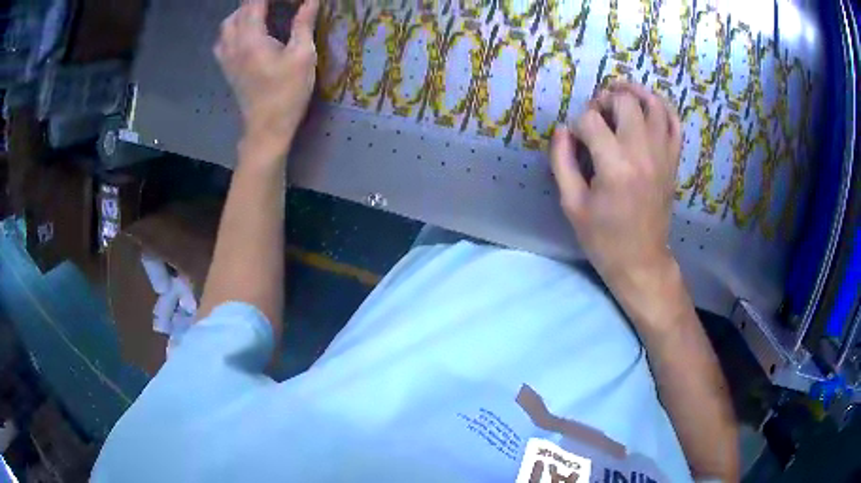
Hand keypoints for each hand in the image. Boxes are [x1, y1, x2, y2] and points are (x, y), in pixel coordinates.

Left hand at [215, 0, 318, 153]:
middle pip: (239, 10)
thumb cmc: (288, 93)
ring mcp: (226, 56)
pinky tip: (246, 32)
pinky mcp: (226, 67)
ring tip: (264, 12)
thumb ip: (303, 23)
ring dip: (244, 13)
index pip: (254, 2)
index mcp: (251, 38)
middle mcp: (233, 43)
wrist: (266, 128)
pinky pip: (223, 39)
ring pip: (228, 23)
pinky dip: (234, 28)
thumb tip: (311, 0)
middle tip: (279, 4)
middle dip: (257, 2)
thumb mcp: (303, 56)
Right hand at [550, 81, 681, 295]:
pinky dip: (662, 107)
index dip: (577, 124)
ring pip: (653, 103)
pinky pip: (675, 122)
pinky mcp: (673, 161)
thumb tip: (562, 130)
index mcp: (614, 166)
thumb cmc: (603, 238)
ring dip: (633, 92)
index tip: (575, 140)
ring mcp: (663, 155)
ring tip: (619, 94)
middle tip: (596, 114)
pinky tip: (648, 105)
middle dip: (604, 99)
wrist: (642, 260)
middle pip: (624, 101)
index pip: (591, 120)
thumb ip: (562, 162)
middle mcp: (642, 153)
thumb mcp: (572, 205)